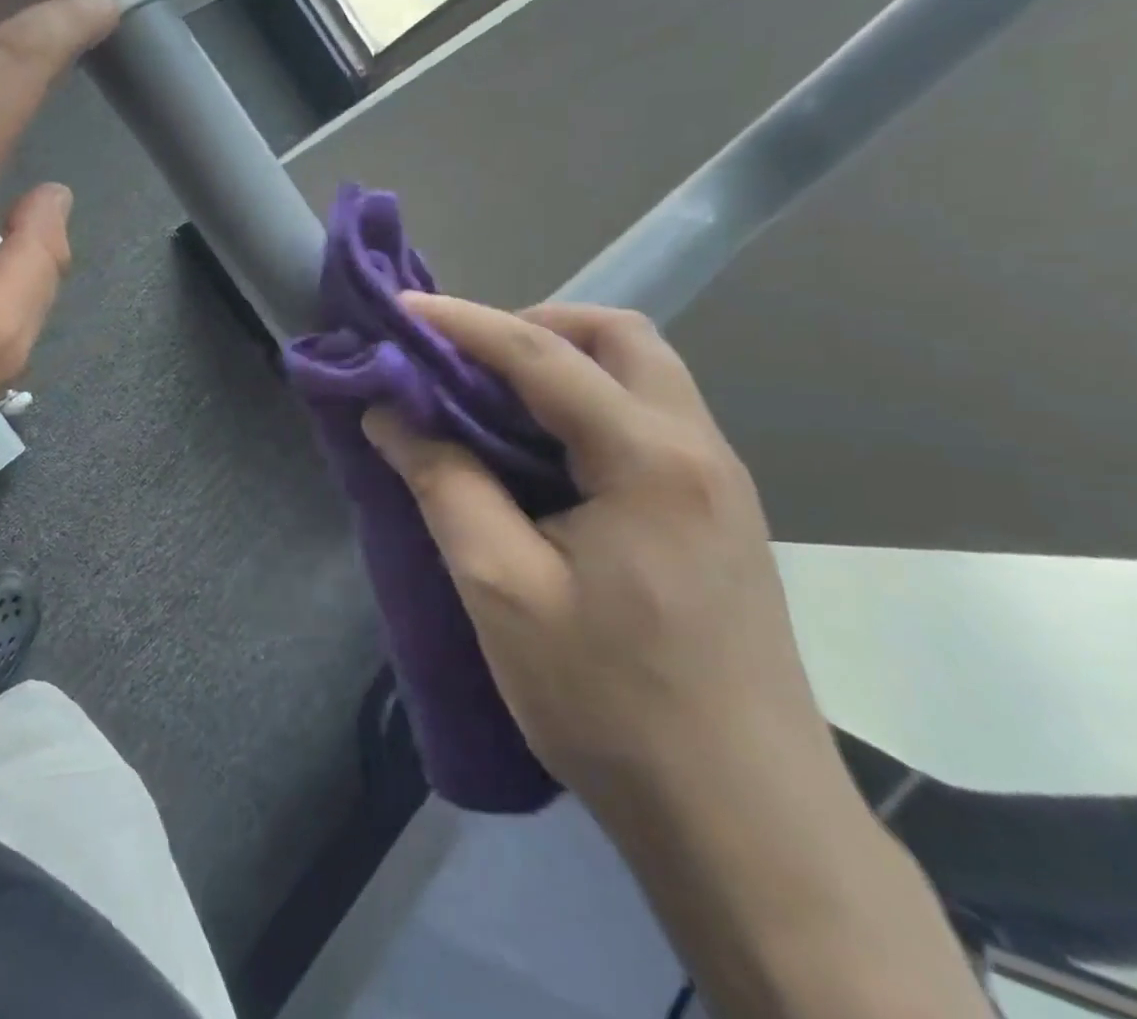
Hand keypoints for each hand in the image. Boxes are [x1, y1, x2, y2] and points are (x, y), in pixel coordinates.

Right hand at [363, 296, 841, 813]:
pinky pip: (647, 420)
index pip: (543, 354)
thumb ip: (444, 484)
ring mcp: (718, 481)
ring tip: (492, 403)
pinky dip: (585, 405)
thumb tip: (389, 414)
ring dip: (563, 365)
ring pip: (641, 374)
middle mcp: (698, 448)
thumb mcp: (502, 590)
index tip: (400, 309)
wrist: (746, 826)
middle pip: (619, 337)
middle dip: (534, 326)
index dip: (464, 323)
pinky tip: (541, 455)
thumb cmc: (612, 704)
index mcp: (649, 458)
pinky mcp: (716, 515)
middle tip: (466, 362)